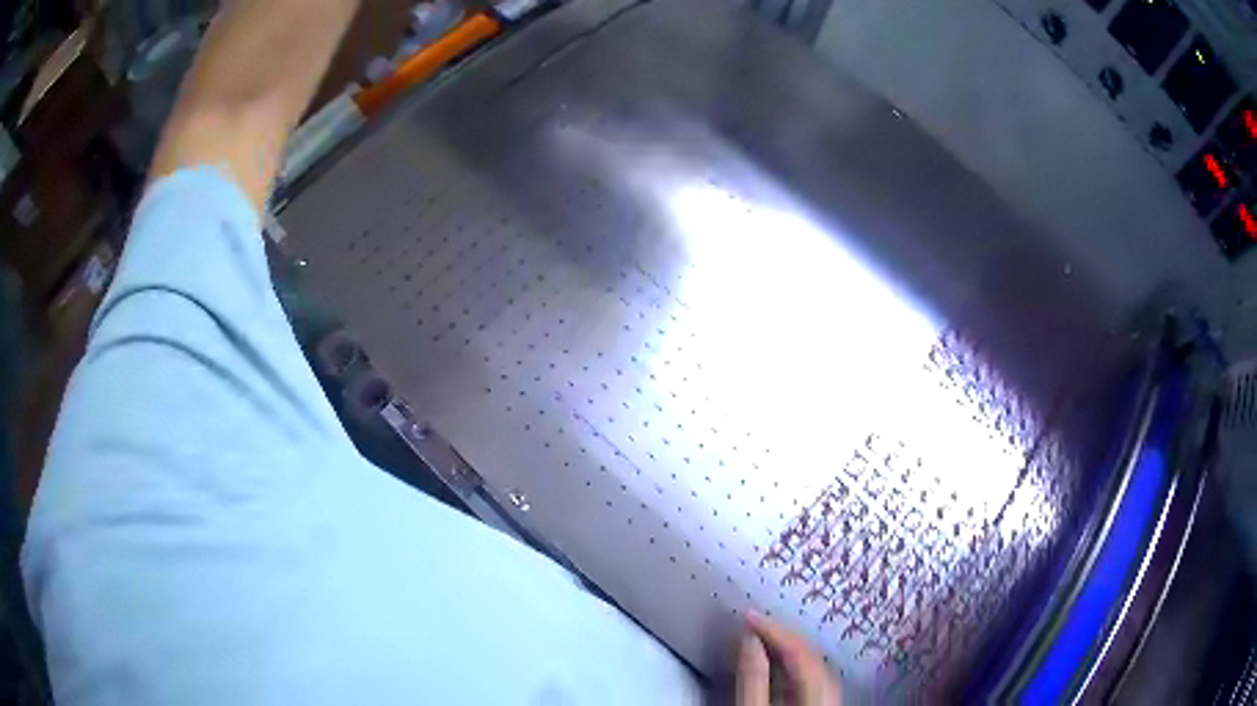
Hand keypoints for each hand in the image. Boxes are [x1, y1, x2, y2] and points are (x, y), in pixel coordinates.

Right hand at [737, 612, 841, 705]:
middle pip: (810, 652)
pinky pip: (811, 675)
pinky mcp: (822, 702)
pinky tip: (777, 662)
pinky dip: (793, 662)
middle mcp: (831, 689)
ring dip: (788, 647)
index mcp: (819, 689)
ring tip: (763, 636)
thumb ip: (753, 678)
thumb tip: (749, 639)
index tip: (749, 615)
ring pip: (812, 662)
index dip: (773, 628)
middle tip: (756, 621)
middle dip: (782, 634)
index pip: (798, 648)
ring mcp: (830, 697)